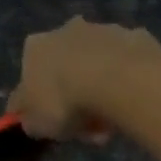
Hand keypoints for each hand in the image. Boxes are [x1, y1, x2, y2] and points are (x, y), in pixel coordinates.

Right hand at [7, 17, 160, 141]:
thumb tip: (27, 117)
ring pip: (99, 70)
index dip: (44, 106)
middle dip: (78, 102)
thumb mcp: (36, 123)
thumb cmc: (64, 101)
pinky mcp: (133, 36)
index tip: (59, 127)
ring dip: (103, 97)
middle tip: (90, 131)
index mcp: (35, 47)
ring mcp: (102, 30)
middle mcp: (65, 29)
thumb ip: (28, 119)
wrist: (115, 78)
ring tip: (112, 126)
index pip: (32, 79)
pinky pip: (126, 68)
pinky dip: (126, 86)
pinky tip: (130, 106)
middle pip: (68, 72)